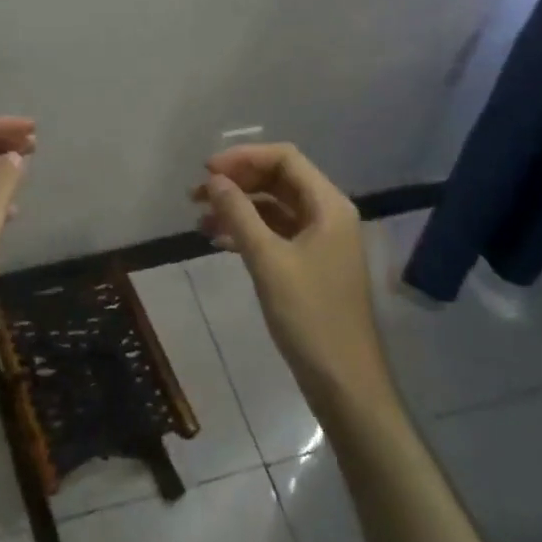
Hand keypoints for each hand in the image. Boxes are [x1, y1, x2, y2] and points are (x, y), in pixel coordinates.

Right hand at [192, 143, 394, 407]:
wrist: (344, 383)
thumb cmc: (309, 316)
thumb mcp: (268, 260)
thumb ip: (239, 214)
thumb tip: (213, 180)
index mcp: (328, 205)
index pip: (284, 158)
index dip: (244, 157)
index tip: (207, 171)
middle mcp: (327, 215)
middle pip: (278, 179)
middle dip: (237, 182)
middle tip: (197, 195)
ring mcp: (320, 240)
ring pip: (273, 207)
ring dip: (238, 207)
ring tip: (200, 219)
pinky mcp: (311, 264)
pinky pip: (275, 232)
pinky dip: (247, 231)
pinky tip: (218, 241)